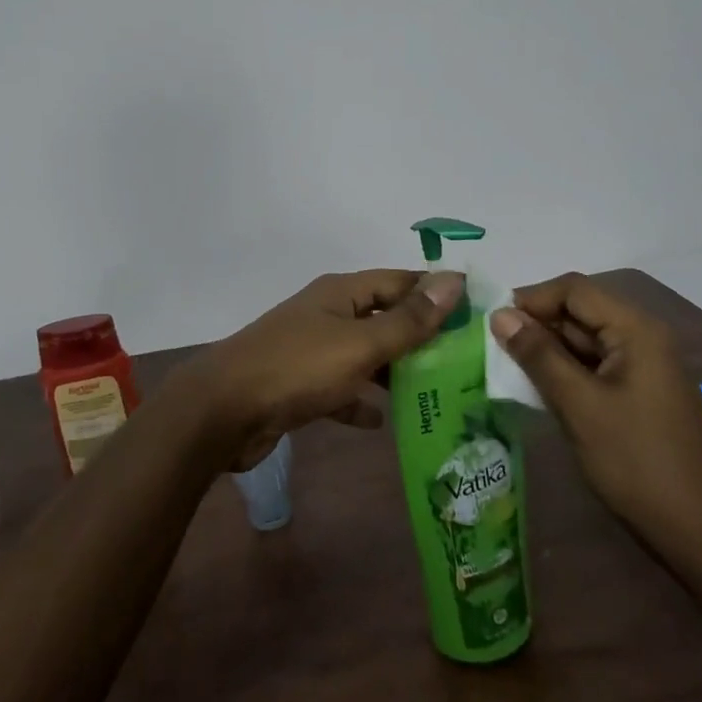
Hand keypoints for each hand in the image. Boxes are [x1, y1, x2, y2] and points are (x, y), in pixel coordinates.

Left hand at [178, 269, 464, 471]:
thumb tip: (454, 280)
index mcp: (341, 293)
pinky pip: (340, 388)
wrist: (223, 412)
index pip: (399, 281)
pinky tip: (383, 421)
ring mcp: (310, 350)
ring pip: (364, 355)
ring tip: (438, 391)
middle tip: (465, 360)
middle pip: (383, 318)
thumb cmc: (297, 369)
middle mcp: (326, 314)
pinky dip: (360, 400)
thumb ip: (409, 319)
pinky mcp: (299, 386)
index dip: (436, 292)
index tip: (477, 312)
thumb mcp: (360, 344)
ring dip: (394, 370)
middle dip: (420, 336)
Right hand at [491, 273, 701, 554]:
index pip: (574, 289)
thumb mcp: (579, 405)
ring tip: (507, 368)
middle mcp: (642, 338)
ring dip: (547, 350)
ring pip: (584, 341)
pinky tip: (538, 389)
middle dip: (536, 324)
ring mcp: (642, 367)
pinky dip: (564, 372)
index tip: (493, 324)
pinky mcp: (638, 393)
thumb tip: (500, 314)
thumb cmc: (636, 461)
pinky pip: (594, 367)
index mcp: (636, 330)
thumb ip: (539, 355)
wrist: (699, 531)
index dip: (531, 298)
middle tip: (493, 349)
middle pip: (580, 311)